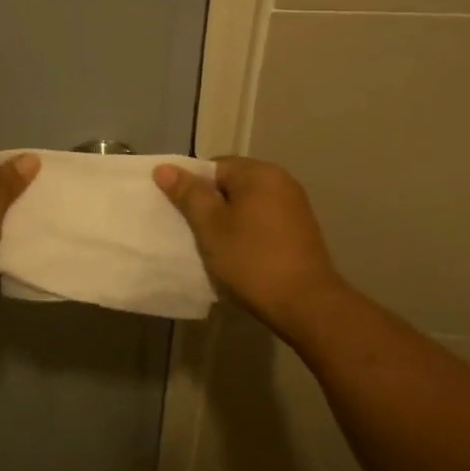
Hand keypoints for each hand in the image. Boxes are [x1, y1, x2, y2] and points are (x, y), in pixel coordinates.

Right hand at [154, 156, 349, 337]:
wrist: (305, 304)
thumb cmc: (251, 259)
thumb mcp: (210, 226)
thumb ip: (188, 194)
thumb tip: (164, 168)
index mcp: (259, 172)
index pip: (214, 166)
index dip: (193, 188)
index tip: (184, 216)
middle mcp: (281, 181)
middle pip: (232, 184)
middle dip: (212, 206)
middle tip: (195, 233)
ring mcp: (294, 206)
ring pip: (247, 205)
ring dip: (229, 222)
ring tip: (216, 247)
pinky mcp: (300, 230)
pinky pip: (263, 221)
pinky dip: (248, 233)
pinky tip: (241, 256)